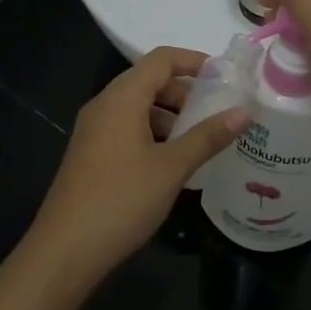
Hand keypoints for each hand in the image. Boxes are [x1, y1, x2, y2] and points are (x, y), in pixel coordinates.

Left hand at [22, 47, 246, 285]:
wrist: (65, 250)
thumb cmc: (122, 200)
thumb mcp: (172, 167)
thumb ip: (208, 136)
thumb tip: (244, 111)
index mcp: (122, 98)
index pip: (161, 59)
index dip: (194, 60)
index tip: (225, 77)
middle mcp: (104, 105)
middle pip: (149, 81)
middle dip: (185, 92)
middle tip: (217, 113)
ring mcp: (94, 130)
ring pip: (138, 107)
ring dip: (170, 116)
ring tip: (200, 140)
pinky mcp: (91, 154)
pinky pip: (127, 128)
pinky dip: (153, 133)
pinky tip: (173, 162)